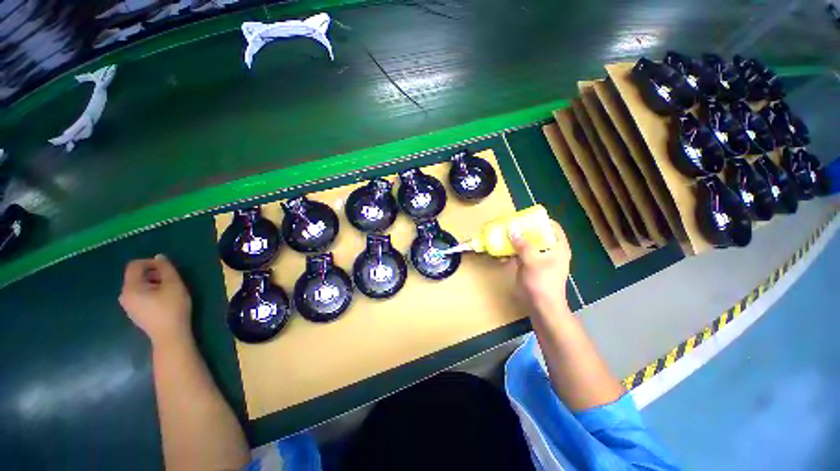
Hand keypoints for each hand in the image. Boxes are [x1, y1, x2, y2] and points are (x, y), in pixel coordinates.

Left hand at [119, 254, 192, 347]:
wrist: (170, 335)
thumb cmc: (172, 308)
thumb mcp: (174, 285)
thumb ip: (166, 268)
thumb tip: (159, 257)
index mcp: (130, 288)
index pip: (134, 266)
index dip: (150, 262)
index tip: (167, 268)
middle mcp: (124, 296)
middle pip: (135, 276)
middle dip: (153, 273)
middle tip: (171, 279)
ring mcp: (128, 306)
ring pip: (138, 286)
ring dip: (153, 283)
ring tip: (169, 290)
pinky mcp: (135, 313)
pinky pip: (139, 296)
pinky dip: (150, 292)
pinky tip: (164, 300)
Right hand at [509, 220, 571, 316]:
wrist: (542, 306)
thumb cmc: (542, 282)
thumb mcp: (532, 260)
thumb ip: (522, 244)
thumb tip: (512, 228)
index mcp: (558, 247)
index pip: (552, 227)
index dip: (540, 220)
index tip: (525, 218)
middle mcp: (550, 250)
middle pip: (537, 234)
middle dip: (522, 231)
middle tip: (509, 227)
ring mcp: (539, 259)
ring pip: (526, 245)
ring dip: (514, 243)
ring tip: (501, 240)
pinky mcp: (530, 266)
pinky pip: (520, 255)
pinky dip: (511, 254)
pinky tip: (501, 256)